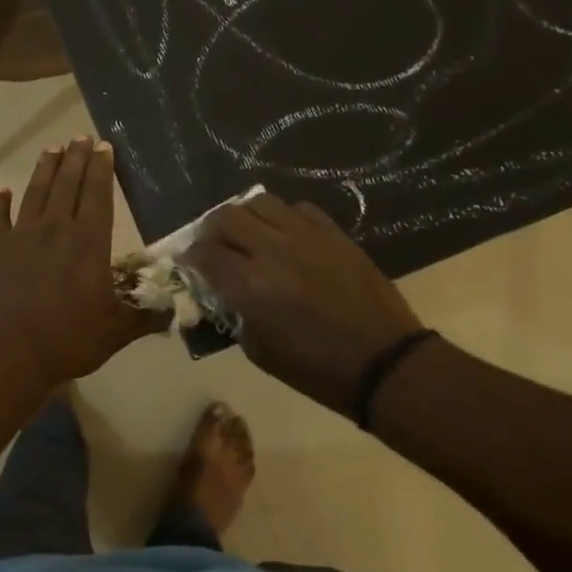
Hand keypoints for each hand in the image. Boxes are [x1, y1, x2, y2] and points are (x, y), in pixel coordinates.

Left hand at [0, 138, 165, 383]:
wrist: (6, 352)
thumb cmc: (67, 339)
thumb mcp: (116, 332)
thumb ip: (145, 317)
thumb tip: (176, 311)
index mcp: (89, 242)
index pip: (97, 195)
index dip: (101, 169)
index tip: (103, 146)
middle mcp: (55, 229)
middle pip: (67, 184)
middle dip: (76, 158)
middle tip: (80, 136)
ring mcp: (21, 236)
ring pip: (35, 192)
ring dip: (44, 169)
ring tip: (52, 149)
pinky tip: (1, 192)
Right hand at [184, 192, 422, 417]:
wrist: (383, 362)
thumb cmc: (316, 369)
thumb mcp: (260, 351)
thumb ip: (233, 314)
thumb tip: (221, 293)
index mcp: (250, 285)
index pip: (204, 255)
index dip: (189, 258)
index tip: (188, 263)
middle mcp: (272, 250)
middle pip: (225, 217)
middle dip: (210, 231)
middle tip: (213, 246)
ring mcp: (305, 236)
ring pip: (259, 202)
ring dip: (244, 216)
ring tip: (247, 233)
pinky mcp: (333, 233)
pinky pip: (298, 208)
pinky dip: (282, 217)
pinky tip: (285, 234)